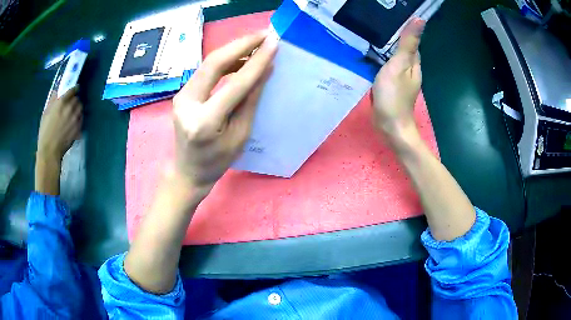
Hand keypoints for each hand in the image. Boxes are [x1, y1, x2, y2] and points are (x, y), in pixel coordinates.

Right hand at [37, 87, 82, 161]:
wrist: (50, 151)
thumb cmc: (45, 132)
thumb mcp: (46, 113)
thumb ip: (52, 101)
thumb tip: (57, 92)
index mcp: (61, 102)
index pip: (72, 90)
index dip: (74, 89)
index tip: (75, 89)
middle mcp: (70, 108)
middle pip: (77, 99)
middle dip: (74, 100)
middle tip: (71, 104)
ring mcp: (75, 118)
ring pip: (80, 108)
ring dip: (77, 108)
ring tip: (73, 112)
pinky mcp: (78, 128)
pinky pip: (81, 119)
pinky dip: (79, 118)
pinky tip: (74, 121)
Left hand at [172, 31, 276, 189]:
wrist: (187, 171)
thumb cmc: (217, 161)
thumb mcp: (240, 135)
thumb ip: (250, 100)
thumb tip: (265, 70)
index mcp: (205, 122)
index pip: (235, 84)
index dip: (256, 62)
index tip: (273, 43)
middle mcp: (187, 104)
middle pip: (214, 63)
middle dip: (241, 45)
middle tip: (264, 35)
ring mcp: (181, 96)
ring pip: (208, 63)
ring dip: (233, 51)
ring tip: (257, 44)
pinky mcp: (182, 93)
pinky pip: (205, 71)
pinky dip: (224, 62)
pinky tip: (240, 60)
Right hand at [372, 18, 424, 138]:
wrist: (390, 126)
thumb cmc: (393, 95)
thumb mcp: (399, 65)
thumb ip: (407, 43)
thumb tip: (420, 21)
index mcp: (414, 66)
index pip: (412, 45)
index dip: (404, 35)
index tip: (389, 25)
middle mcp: (410, 73)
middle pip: (404, 54)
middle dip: (394, 43)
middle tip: (377, 32)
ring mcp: (401, 83)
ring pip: (396, 63)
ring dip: (387, 54)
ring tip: (372, 45)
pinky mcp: (392, 91)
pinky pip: (388, 73)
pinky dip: (382, 66)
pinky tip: (373, 64)